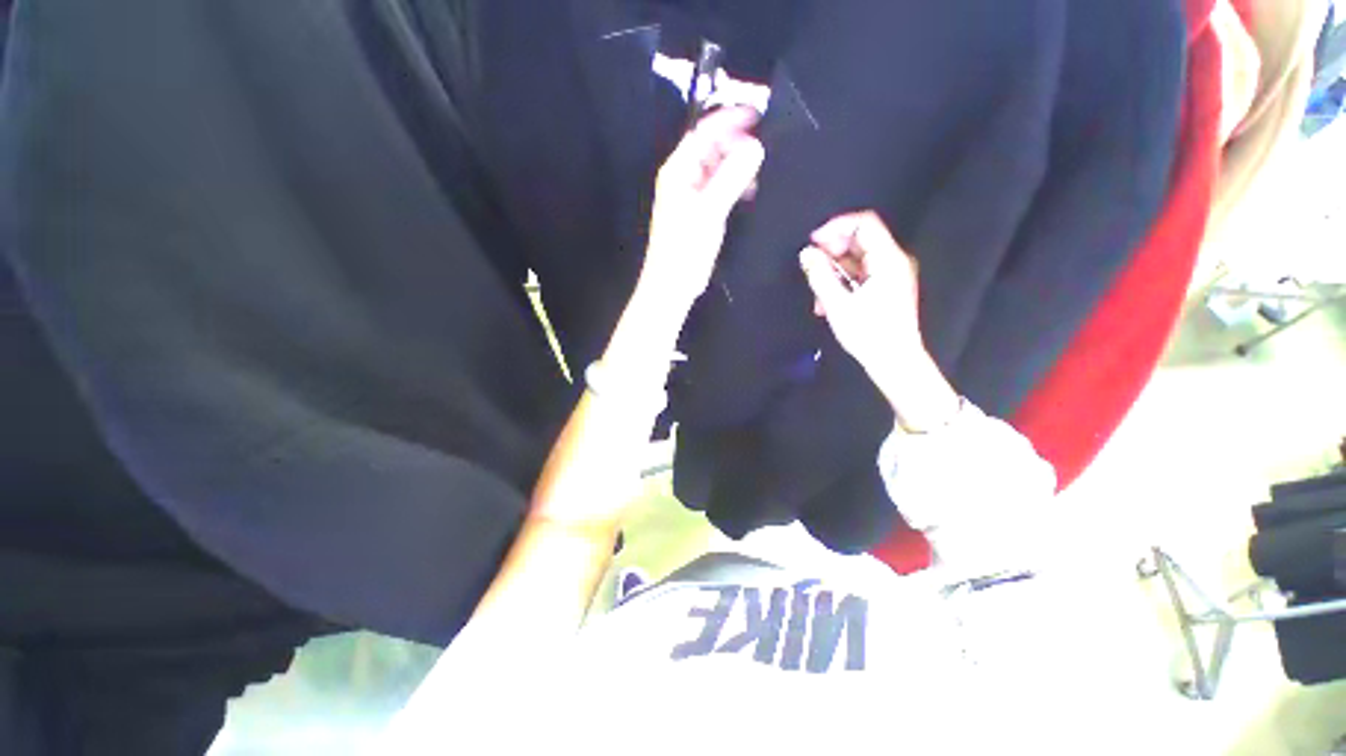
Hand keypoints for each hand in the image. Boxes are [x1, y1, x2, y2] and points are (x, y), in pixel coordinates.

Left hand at [638, 107, 765, 313]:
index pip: (703, 131)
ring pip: (717, 168)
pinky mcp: (699, 212)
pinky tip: (749, 191)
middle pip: (711, 147)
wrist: (672, 286)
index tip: (759, 114)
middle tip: (764, 148)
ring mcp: (691, 195)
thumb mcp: (709, 212)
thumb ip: (731, 178)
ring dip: (737, 165)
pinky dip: (734, 185)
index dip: (729, 119)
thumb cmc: (684, 250)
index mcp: (677, 170)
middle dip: (736, 143)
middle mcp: (682, 177)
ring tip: (760, 171)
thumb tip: (756, 146)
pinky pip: (719, 188)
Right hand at [799, 211, 959, 430]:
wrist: (895, 362)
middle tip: (812, 269)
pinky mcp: (886, 288)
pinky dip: (842, 282)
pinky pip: (861, 274)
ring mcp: (891, 275)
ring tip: (818, 293)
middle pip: (860, 240)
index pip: (864, 223)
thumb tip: (806, 253)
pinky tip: (827, 301)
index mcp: (888, 260)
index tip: (813, 243)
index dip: (836, 227)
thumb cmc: (869, 334)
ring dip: (833, 271)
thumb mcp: (838, 305)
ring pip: (857, 259)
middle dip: (831, 251)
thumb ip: (821, 276)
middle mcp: (894, 261)